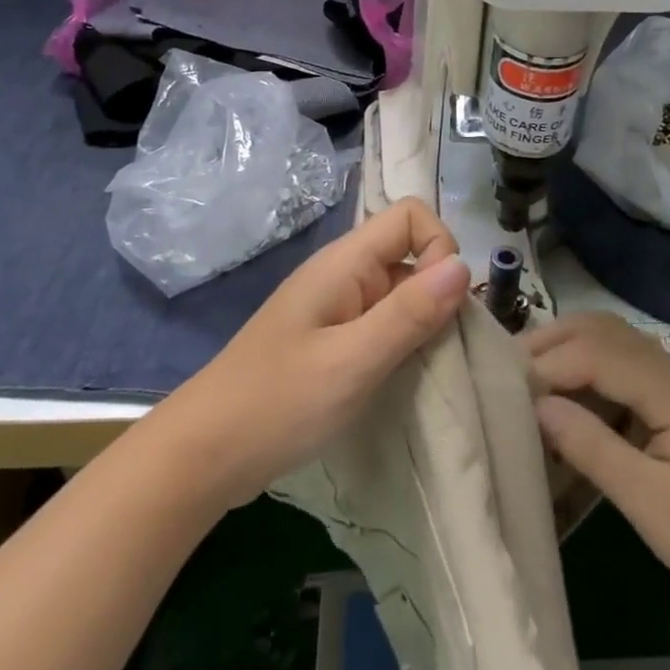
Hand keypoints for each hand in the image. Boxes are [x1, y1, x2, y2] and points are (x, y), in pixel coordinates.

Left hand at [164, 199, 469, 508]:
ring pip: (400, 292)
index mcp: (344, 263)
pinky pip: (382, 323)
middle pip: (410, 254)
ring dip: (421, 323)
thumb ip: (409, 312)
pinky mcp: (331, 340)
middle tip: (440, 348)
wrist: (205, 454)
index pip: (410, 216)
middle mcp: (342, 275)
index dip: (438, 248)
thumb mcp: (352, 361)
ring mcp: (335, 308)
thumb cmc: (278, 403)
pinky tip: (399, 379)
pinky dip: (401, 343)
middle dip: (437, 293)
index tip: (442, 305)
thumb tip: (464, 264)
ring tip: (424, 370)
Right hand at [528, 313, 669, 631]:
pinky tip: (562, 392)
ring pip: (609, 338)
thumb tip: (536, 406)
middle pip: (600, 329)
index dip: (548, 364)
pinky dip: (584, 364)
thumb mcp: (646, 500)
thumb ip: (590, 446)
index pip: (595, 352)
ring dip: (565, 347)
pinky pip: (620, 361)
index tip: (505, 389)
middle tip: (504, 369)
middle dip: (550, 341)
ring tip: (524, 375)